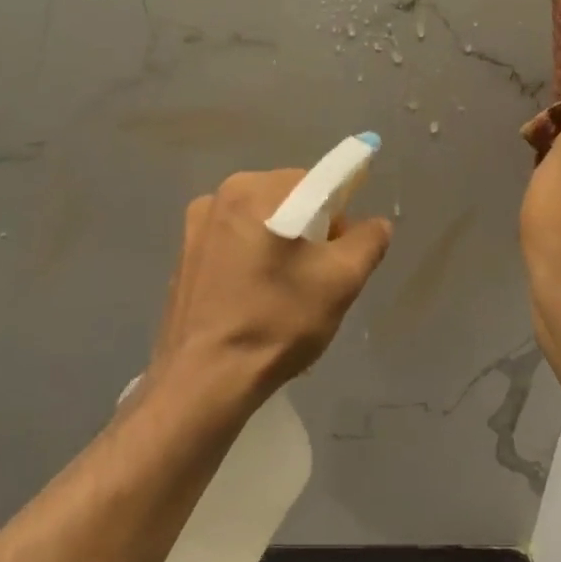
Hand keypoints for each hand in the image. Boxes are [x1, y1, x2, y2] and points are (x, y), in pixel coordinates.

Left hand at [146, 170, 392, 417]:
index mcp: (253, 191)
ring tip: (288, 296)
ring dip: (282, 249)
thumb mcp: (340, 281)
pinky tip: (257, 303)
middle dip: (311, 233)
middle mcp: (218, 197)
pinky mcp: (184, 259)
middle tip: (320, 279)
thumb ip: (367, 241)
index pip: (316, 182)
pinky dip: (254, 264)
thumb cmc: (276, 322)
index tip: (342, 252)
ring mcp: (195, 228)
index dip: (341, 214)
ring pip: (260, 225)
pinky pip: (234, 247)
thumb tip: (375, 224)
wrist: (204, 379)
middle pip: (287, 201)